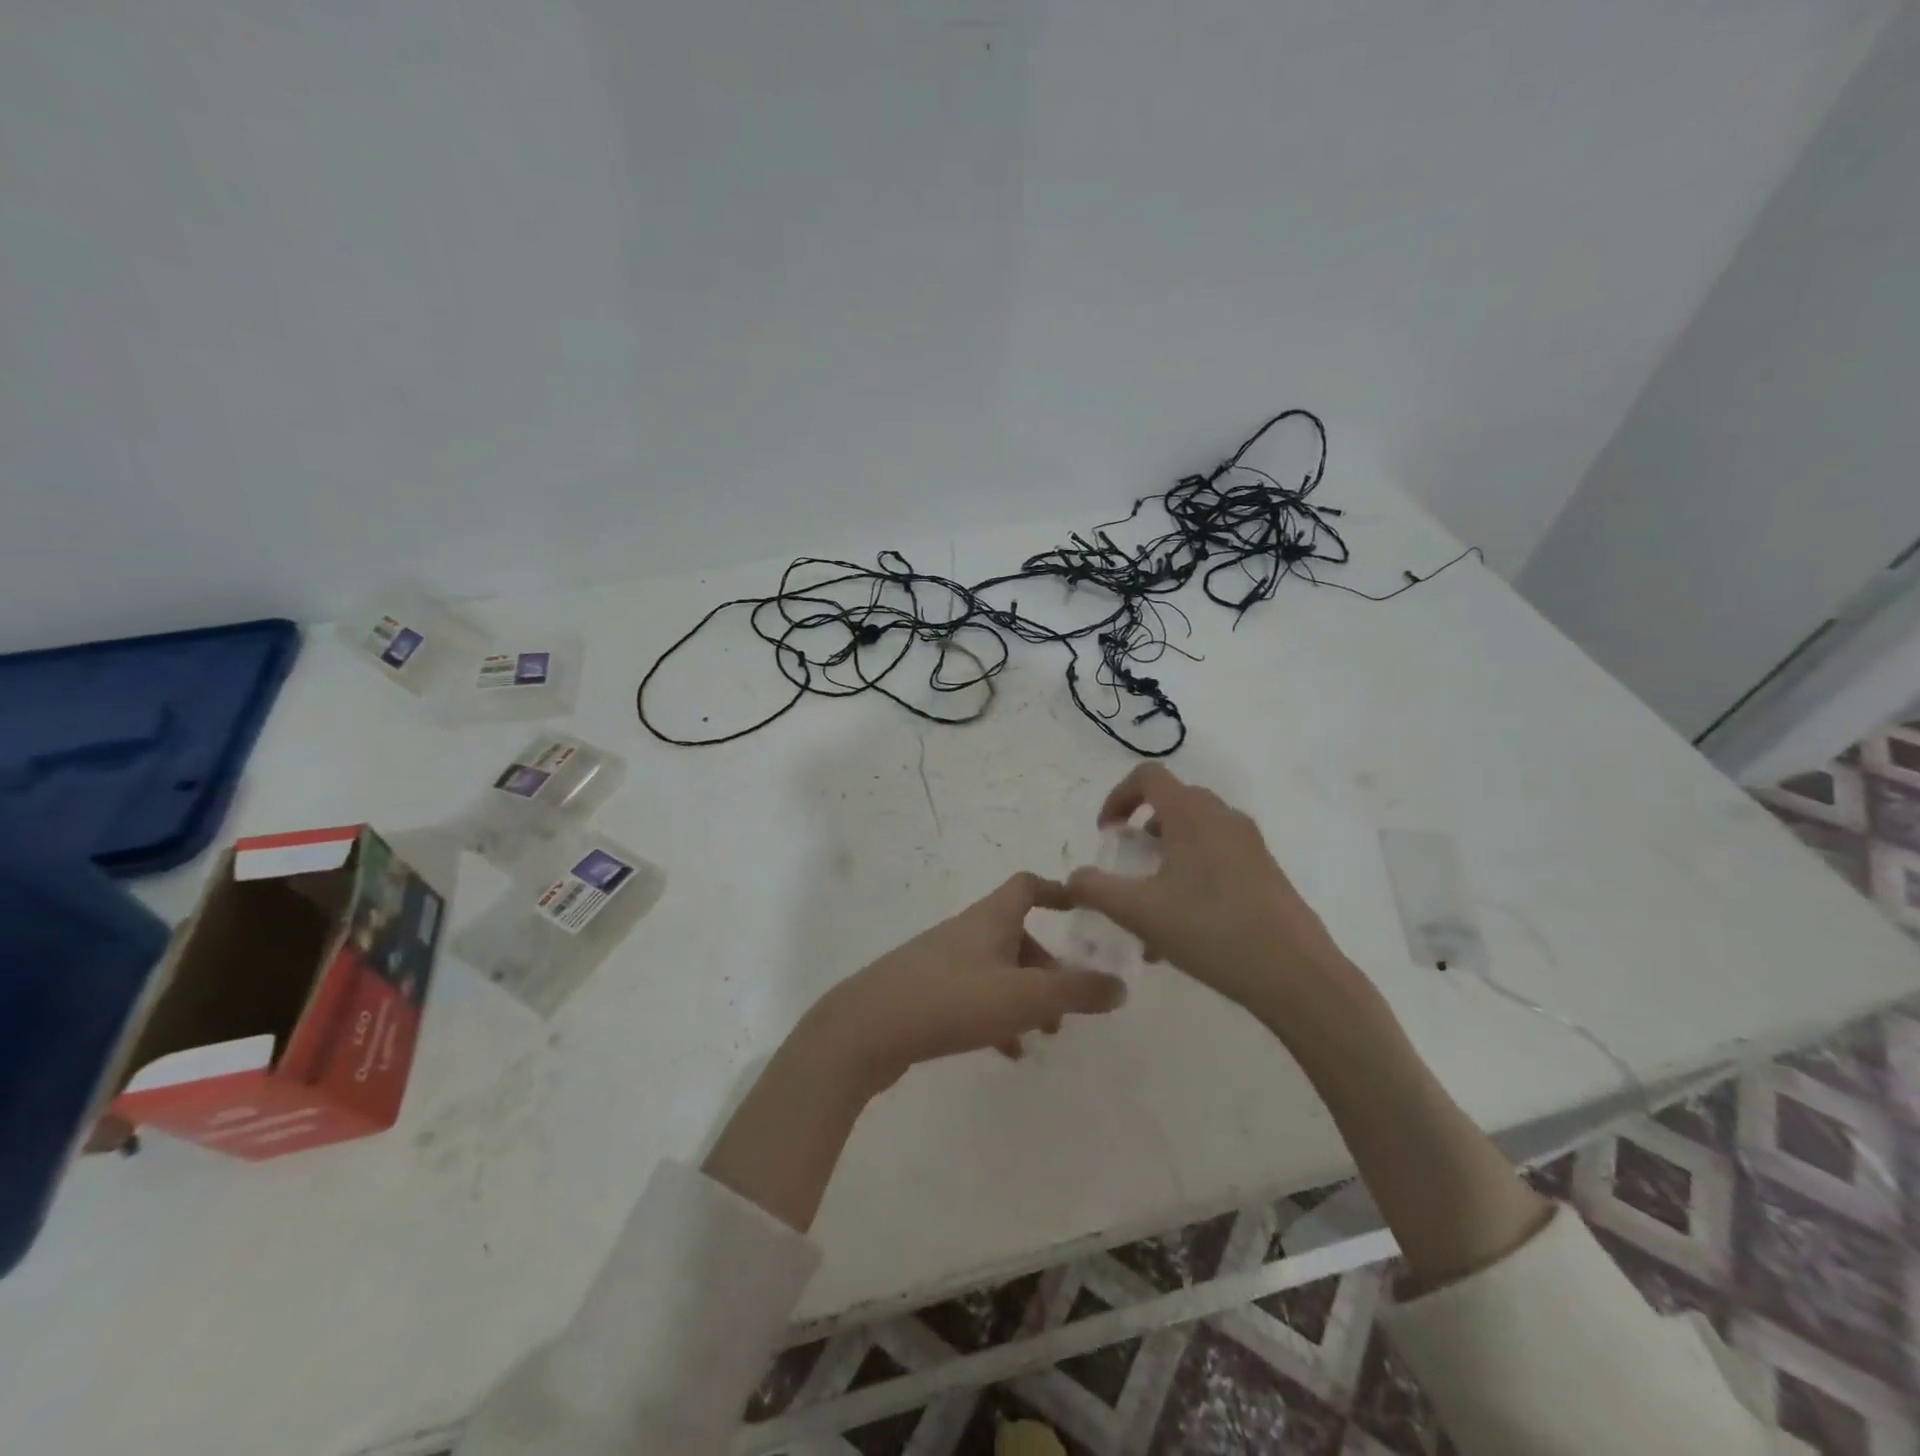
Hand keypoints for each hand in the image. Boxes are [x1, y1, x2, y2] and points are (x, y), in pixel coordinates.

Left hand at [802, 872, 1128, 1095]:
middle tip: (1068, 1002)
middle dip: (1047, 965)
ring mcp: (941, 962)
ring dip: (1024, 994)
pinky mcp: (923, 992)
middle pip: (1015, 934)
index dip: (1057, 892)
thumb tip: (1120, 985)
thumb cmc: (951, 1000)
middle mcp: (965, 932)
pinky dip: (995, 1016)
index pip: (1027, 886)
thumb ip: (1076, 991)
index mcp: (990, 919)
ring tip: (1044, 1034)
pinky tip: (1007, 1051)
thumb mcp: (1024, 998)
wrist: (866, 1029)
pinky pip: (972, 996)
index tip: (1083, 912)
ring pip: (995, 969)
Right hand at [1065, 764, 1350, 1021]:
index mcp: (1191, 814)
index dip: (1118, 796)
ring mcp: (1250, 844)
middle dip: (1143, 828)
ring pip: (1197, 832)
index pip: (1148, 776)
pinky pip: (1219, 856)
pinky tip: (1184, 927)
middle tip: (1129, 864)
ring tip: (1152, 903)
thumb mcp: (1139, 912)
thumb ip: (1096, 889)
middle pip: (1173, 802)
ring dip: (1167, 854)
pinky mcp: (1266, 872)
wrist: (1295, 973)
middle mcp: (1223, 818)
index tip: (1107, 834)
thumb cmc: (1211, 930)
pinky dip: (1192, 873)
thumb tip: (1073, 879)